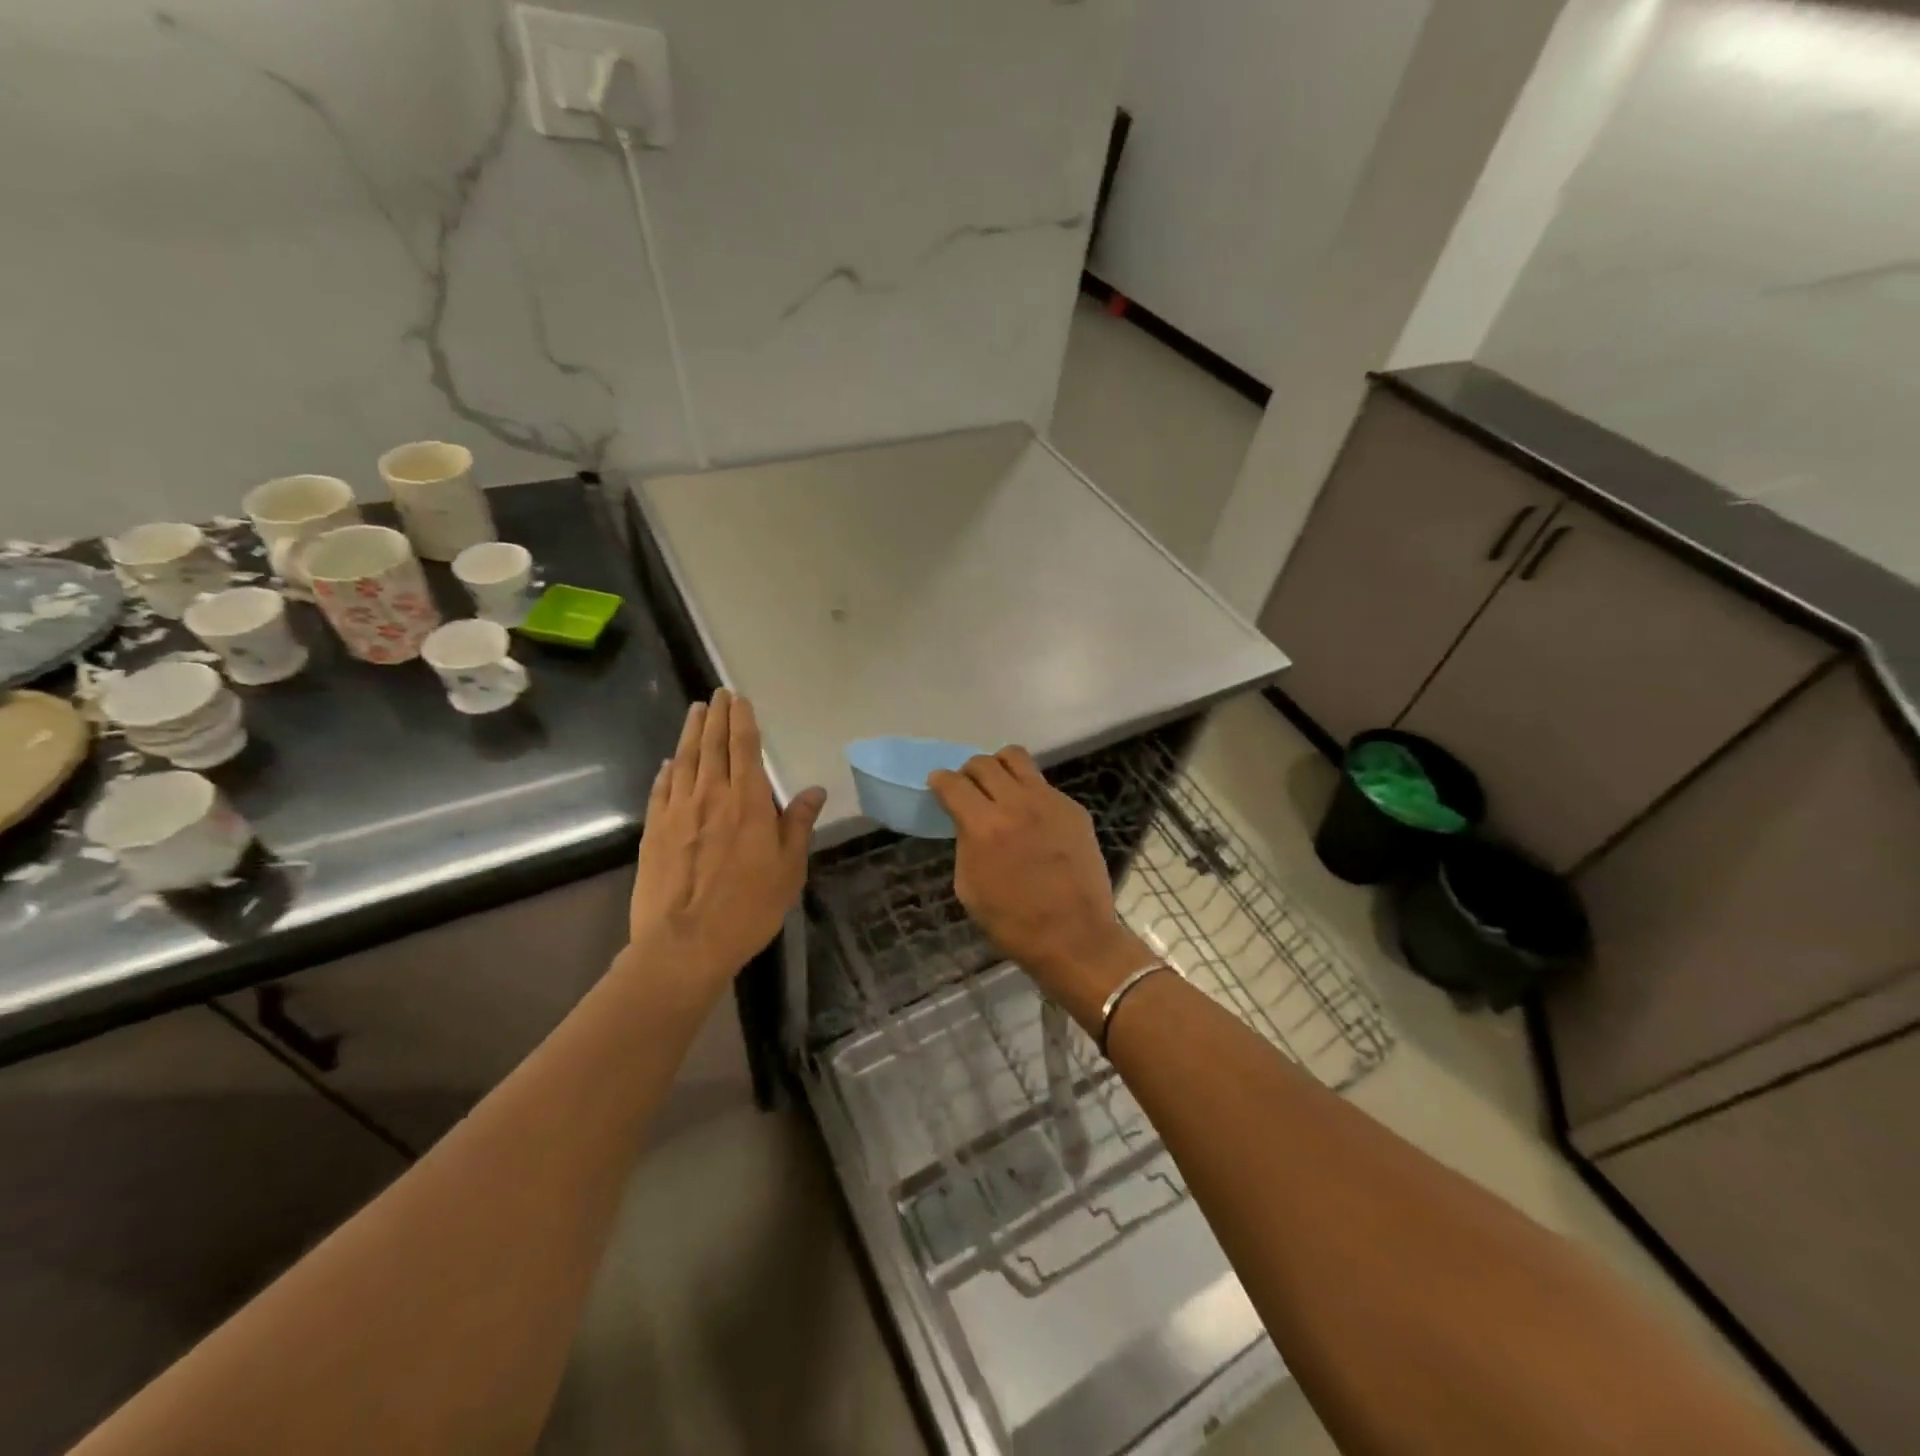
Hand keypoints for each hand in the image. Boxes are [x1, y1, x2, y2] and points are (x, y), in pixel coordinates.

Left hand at [628, 689, 825, 1007]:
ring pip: (685, 761)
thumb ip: (798, 824)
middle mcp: (710, 797)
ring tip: (694, 711)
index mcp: (747, 803)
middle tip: (717, 694)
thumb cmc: (748, 908)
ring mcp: (677, 812)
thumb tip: (815, 789)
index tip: (739, 699)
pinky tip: (669, 763)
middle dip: (716, 717)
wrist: (684, 944)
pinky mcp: (654, 832)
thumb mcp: (788, 869)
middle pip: (712, 746)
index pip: (744, 749)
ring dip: (691, 733)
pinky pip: (661, 790)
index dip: (742, 720)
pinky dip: (667, 771)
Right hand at [929, 747, 1155, 1029]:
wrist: (1075, 937)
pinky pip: (1043, 785)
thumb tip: (968, 824)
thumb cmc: (1013, 923)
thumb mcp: (969, 888)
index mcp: (983, 826)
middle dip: (968, 773)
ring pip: (1016, 758)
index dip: (940, 781)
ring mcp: (1049, 801)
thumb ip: (966, 844)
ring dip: (999, 767)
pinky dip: (1029, 792)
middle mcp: (1015, 803)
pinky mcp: (1073, 809)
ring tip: (998, 787)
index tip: (938, 785)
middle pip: (983, 763)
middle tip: (968, 790)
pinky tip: (1031, 818)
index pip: (953, 783)